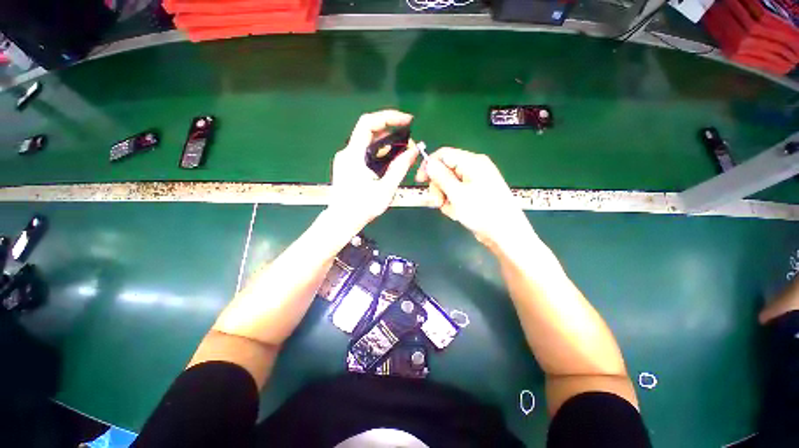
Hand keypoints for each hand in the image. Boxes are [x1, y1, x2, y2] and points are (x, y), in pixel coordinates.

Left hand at [328, 110, 418, 229]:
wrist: (342, 221)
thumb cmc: (362, 208)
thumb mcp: (385, 189)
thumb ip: (399, 168)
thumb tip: (414, 151)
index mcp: (354, 155)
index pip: (368, 123)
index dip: (388, 117)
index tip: (407, 120)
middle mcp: (347, 153)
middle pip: (369, 130)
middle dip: (391, 129)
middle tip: (410, 138)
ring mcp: (347, 159)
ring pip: (368, 141)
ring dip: (387, 141)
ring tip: (405, 149)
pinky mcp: (349, 165)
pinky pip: (366, 151)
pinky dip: (381, 151)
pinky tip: (392, 159)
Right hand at [416, 147, 532, 248]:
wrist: (504, 234)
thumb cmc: (482, 212)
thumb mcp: (457, 194)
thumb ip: (441, 176)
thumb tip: (428, 162)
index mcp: (472, 162)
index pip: (444, 154)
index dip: (429, 165)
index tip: (420, 180)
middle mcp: (473, 169)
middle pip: (445, 171)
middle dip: (438, 187)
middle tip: (437, 202)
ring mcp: (474, 182)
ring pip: (448, 185)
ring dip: (445, 198)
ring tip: (453, 211)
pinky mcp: (474, 194)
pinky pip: (456, 195)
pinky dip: (453, 204)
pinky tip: (458, 214)